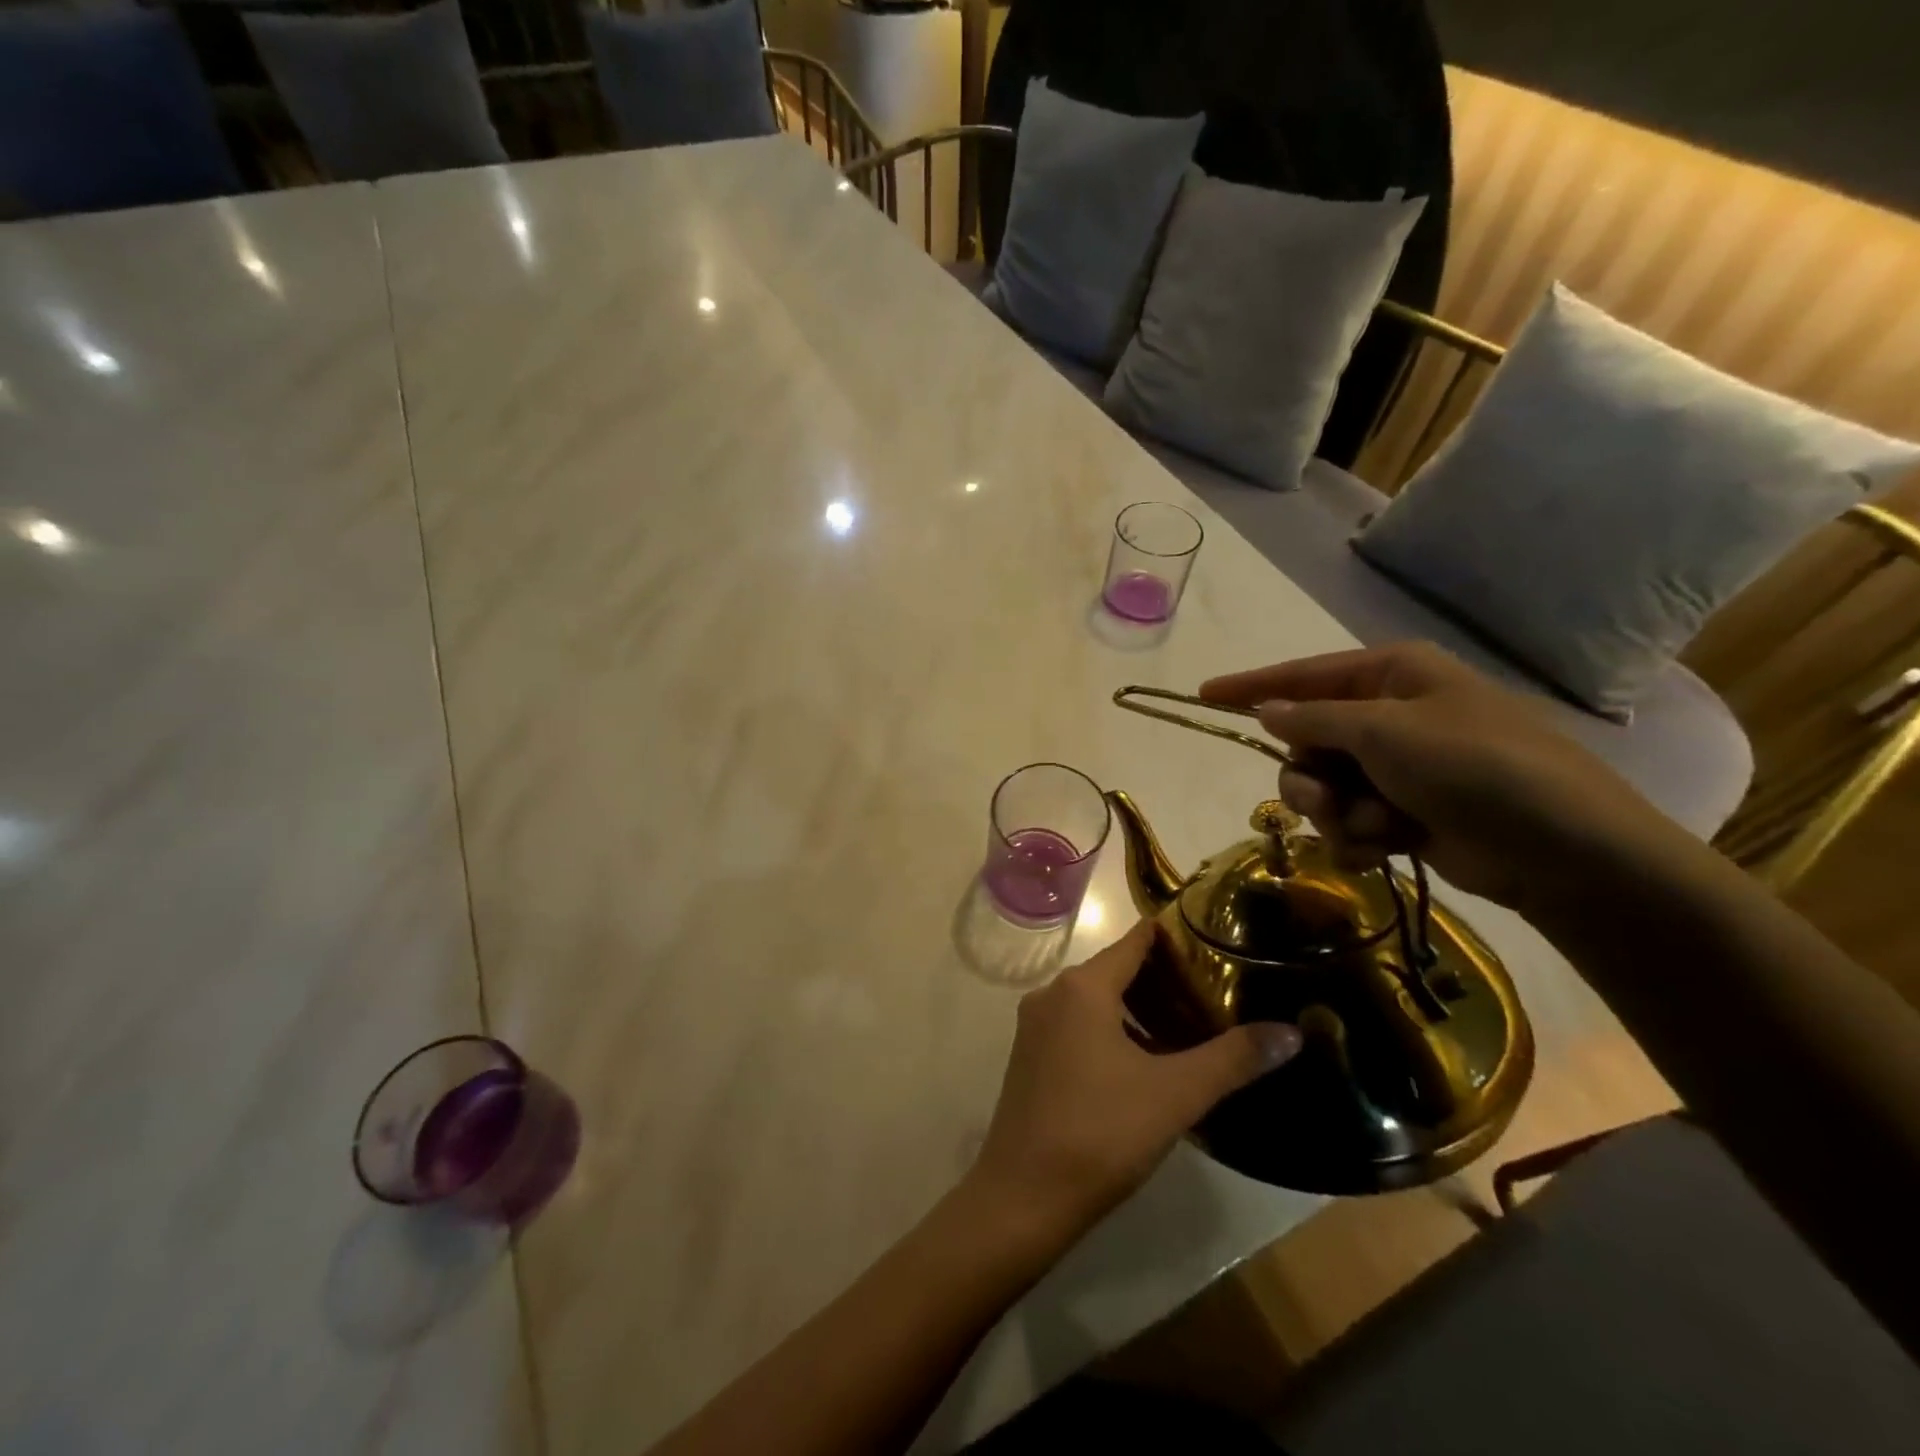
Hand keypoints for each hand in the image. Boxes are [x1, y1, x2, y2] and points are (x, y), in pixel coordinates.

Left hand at [970, 921, 1300, 1235]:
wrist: (1024, 1196)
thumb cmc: (1101, 1132)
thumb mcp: (1176, 1094)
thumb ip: (1233, 1059)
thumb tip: (1292, 1032)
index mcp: (1082, 987)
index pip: (1134, 941)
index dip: (1173, 936)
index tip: (1213, 938)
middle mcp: (1052, 994)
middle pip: (1114, 969)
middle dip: (1161, 976)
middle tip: (1213, 990)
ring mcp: (1035, 1026)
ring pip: (1095, 1001)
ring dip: (1136, 1007)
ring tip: (1187, 1025)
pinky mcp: (1029, 1057)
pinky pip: (1077, 1026)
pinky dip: (1111, 1030)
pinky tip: (1144, 1061)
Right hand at [1201, 642, 1687, 911]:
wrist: (1565, 851)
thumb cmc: (1476, 767)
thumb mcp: (1386, 732)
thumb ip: (1315, 719)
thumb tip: (1266, 710)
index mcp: (1392, 676)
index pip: (1302, 675)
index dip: (1251, 687)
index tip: (1203, 695)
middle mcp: (1390, 716)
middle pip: (1305, 741)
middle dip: (1309, 778)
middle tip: (1329, 801)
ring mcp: (1398, 767)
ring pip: (1321, 787)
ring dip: (1337, 813)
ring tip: (1376, 828)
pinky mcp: (1404, 812)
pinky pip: (1348, 821)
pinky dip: (1359, 838)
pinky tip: (1385, 849)